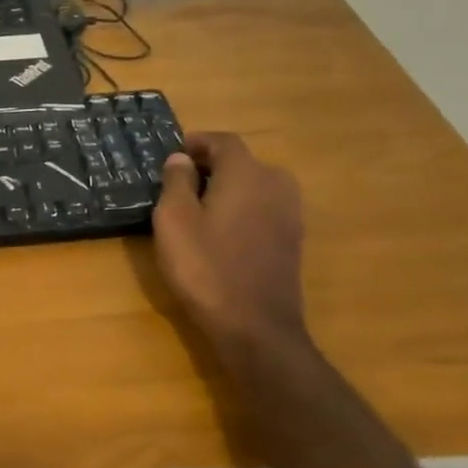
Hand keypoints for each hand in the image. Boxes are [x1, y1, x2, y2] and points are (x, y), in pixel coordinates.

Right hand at [152, 133, 307, 344]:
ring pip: (255, 186)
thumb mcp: (174, 220)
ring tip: (199, 208)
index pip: (224, 141)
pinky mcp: (292, 240)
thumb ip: (176, 182)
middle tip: (181, 183)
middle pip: (242, 162)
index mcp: (247, 173)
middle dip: (212, 166)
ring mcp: (290, 213)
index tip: (174, 154)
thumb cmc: (205, 266)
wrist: (254, 325)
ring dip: (229, 189)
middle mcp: (276, 184)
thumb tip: (181, 158)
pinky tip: (222, 233)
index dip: (197, 142)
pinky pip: (263, 209)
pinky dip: (243, 210)